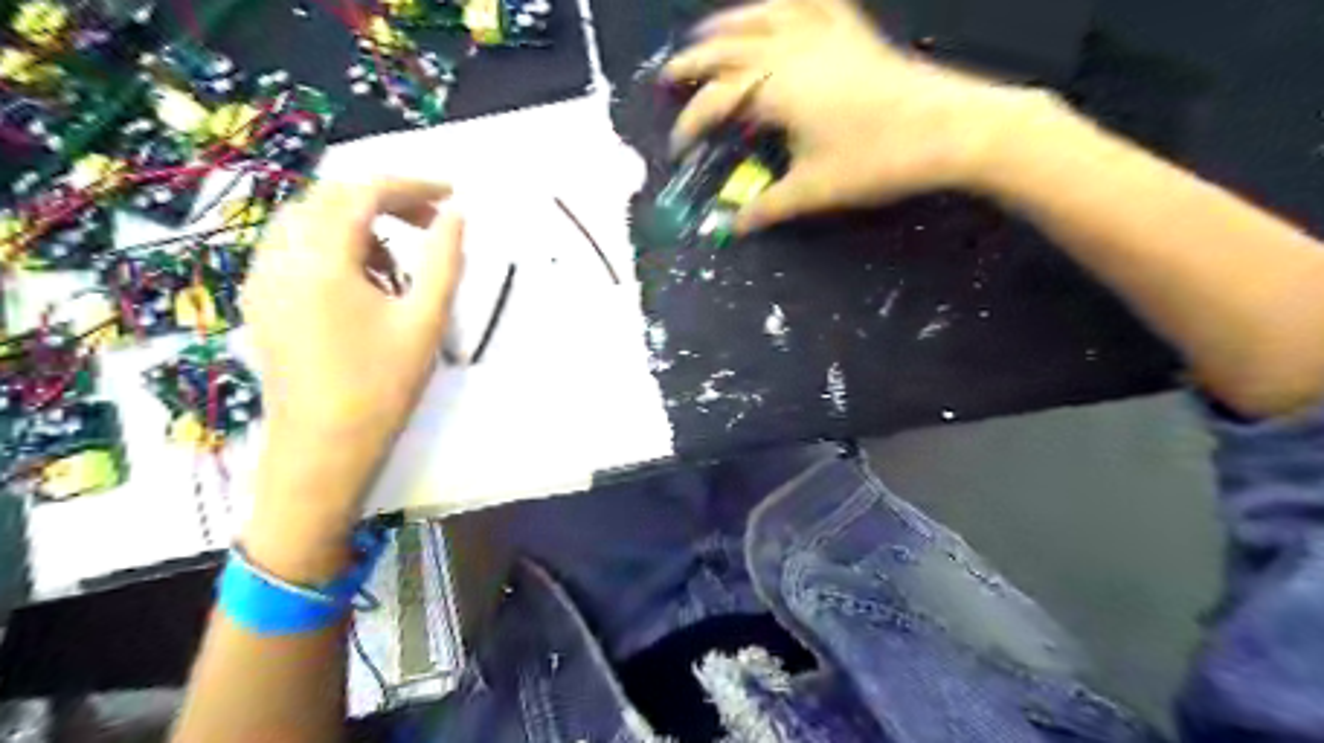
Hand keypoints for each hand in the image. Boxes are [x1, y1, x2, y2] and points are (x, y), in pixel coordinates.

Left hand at [240, 176, 464, 541]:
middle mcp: (280, 256)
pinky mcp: (261, 299)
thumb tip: (457, 216)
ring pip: (310, 220)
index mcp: (321, 259)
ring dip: (361, 223)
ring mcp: (262, 278)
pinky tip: (365, 282)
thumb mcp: (425, 320)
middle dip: (386, 201)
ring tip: (402, 261)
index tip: (451, 195)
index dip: (411, 185)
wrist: (324, 447)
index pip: (362, 192)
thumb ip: (444, 260)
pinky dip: (336, 246)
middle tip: (432, 224)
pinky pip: (295, 247)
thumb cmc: (382, 386)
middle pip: (331, 198)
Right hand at [662, 0, 1045, 230]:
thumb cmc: (877, 161)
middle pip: (728, 48)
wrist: (952, 129)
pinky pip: (813, 3)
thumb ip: (767, 207)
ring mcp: (824, 33)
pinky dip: (788, 2)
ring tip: (706, 32)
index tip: (677, 151)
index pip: (717, 102)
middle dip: (693, 62)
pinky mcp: (853, 32)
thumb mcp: (814, 190)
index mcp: (776, 87)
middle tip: (668, 75)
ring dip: (728, 23)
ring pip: (763, 16)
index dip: (690, 125)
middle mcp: (791, 50)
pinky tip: (779, 7)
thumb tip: (732, 228)